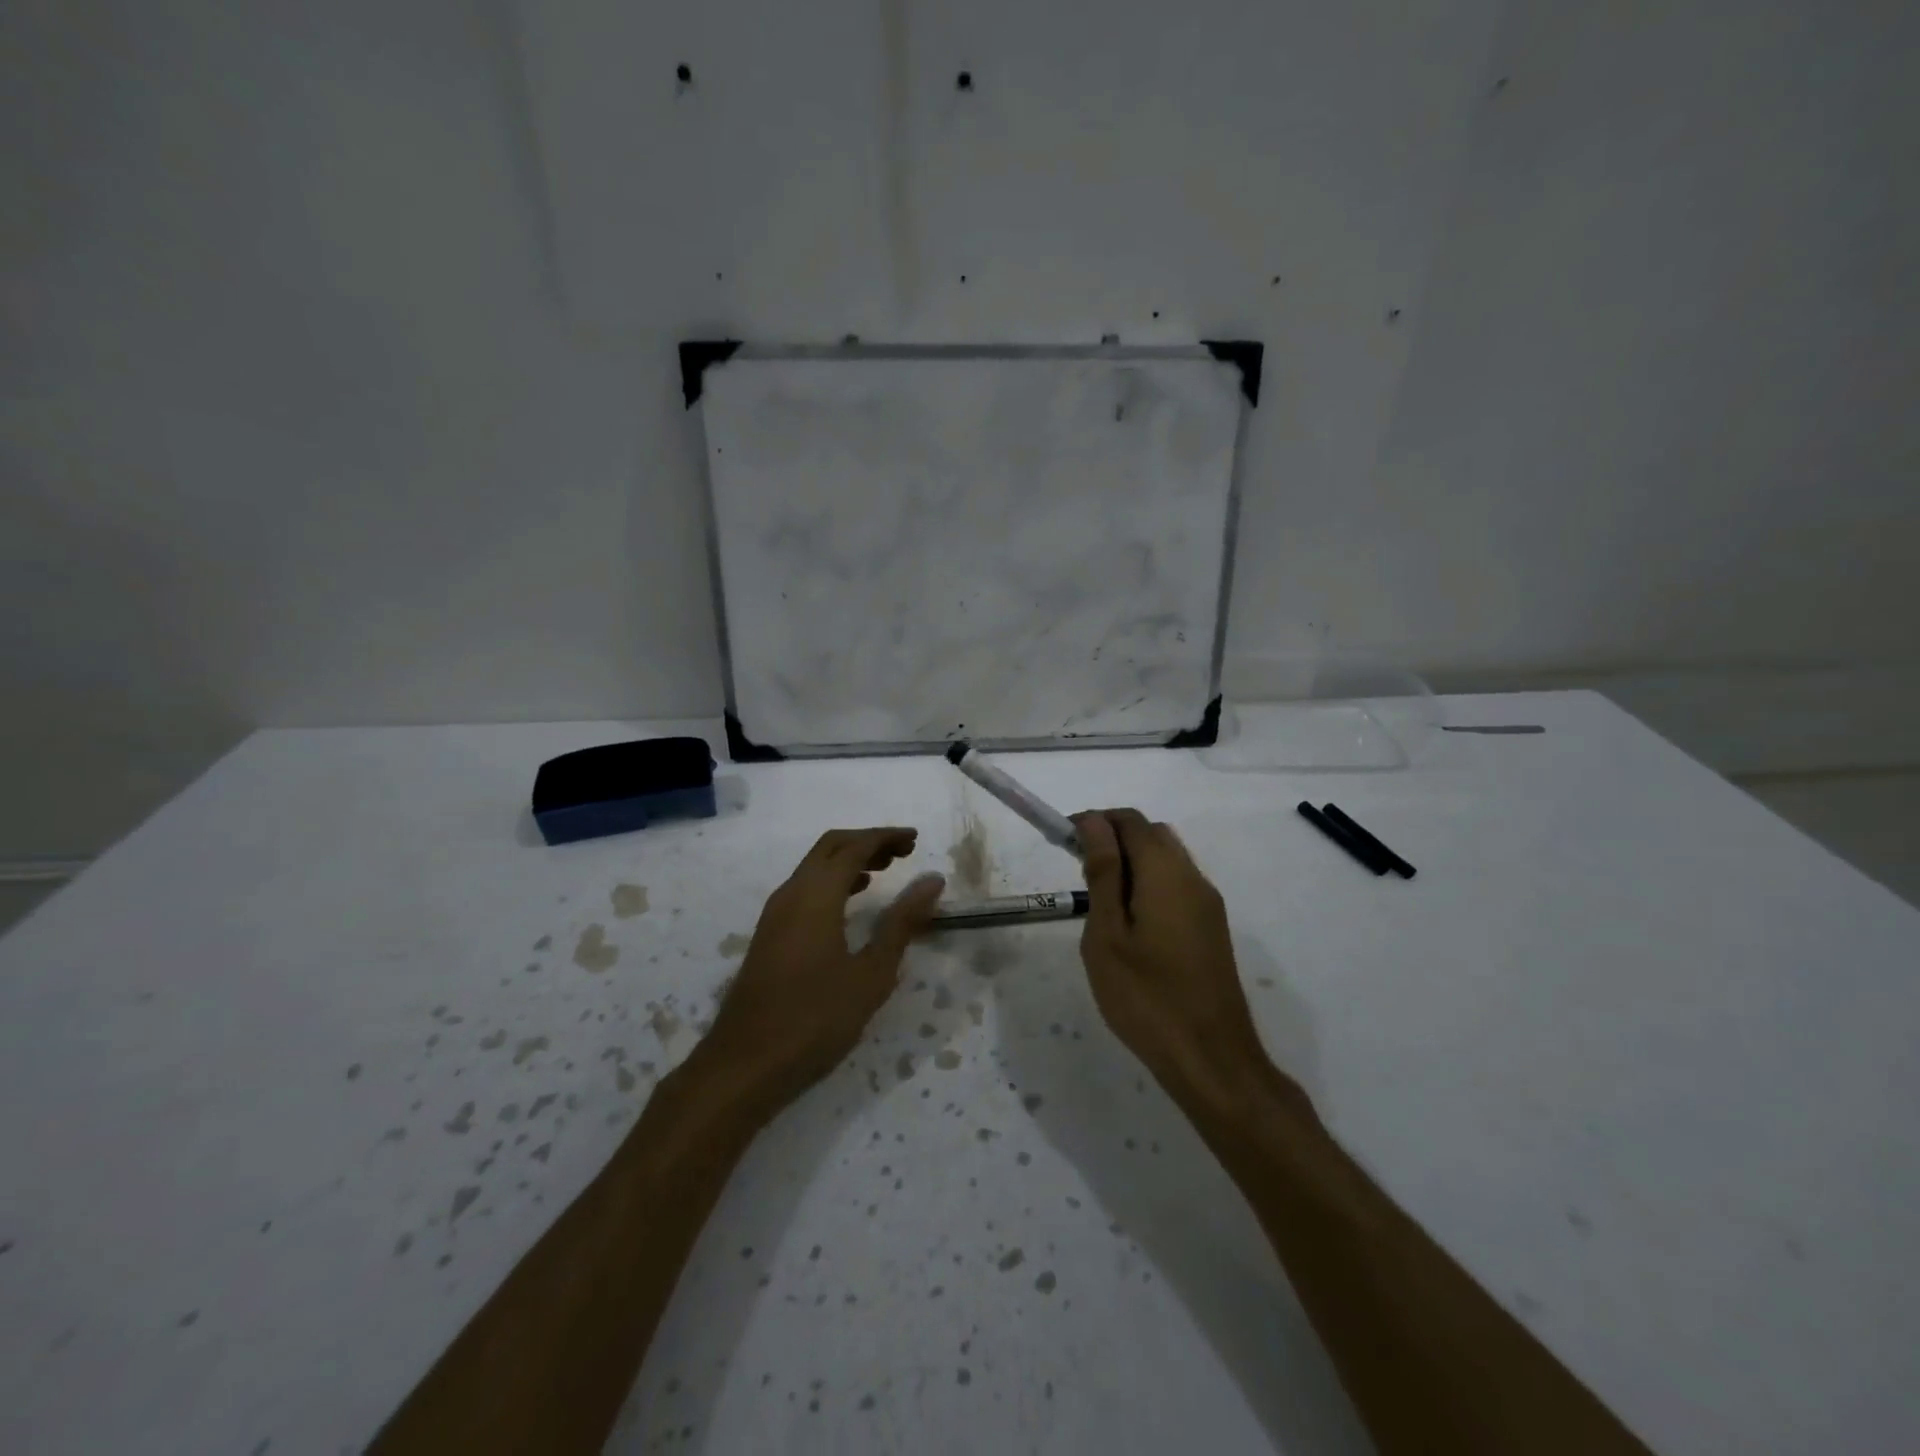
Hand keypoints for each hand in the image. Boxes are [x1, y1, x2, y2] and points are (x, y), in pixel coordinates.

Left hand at [700, 828, 944, 1114]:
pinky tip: (849, 904)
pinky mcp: (769, 936)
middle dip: (867, 843)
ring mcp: (774, 915)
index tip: (915, 840)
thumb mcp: (871, 973)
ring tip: (883, 873)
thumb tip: (932, 880)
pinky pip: (804, 890)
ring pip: (814, 869)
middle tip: (903, 852)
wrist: (744, 1066)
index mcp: (815, 895)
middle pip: (829, 848)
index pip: (853, 847)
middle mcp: (791, 894)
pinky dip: (832, 883)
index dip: (885, 837)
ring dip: (848, 862)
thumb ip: (902, 922)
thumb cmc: (815, 1019)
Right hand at [1073, 809, 1276, 1110]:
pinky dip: (1149, 883)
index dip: (1094, 821)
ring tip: (1100, 900)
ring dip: (1132, 862)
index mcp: (1165, 872)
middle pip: (1151, 834)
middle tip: (1080, 871)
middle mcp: (1193, 877)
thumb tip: (1094, 823)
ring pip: (1167, 858)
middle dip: (1113, 839)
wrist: (1210, 1057)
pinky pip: (1177, 884)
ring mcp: (1207, 903)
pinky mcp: (1212, 927)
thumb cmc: (1145, 996)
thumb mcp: (1107, 934)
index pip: (1129, 821)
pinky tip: (1130, 923)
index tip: (1064, 842)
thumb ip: (1102, 872)